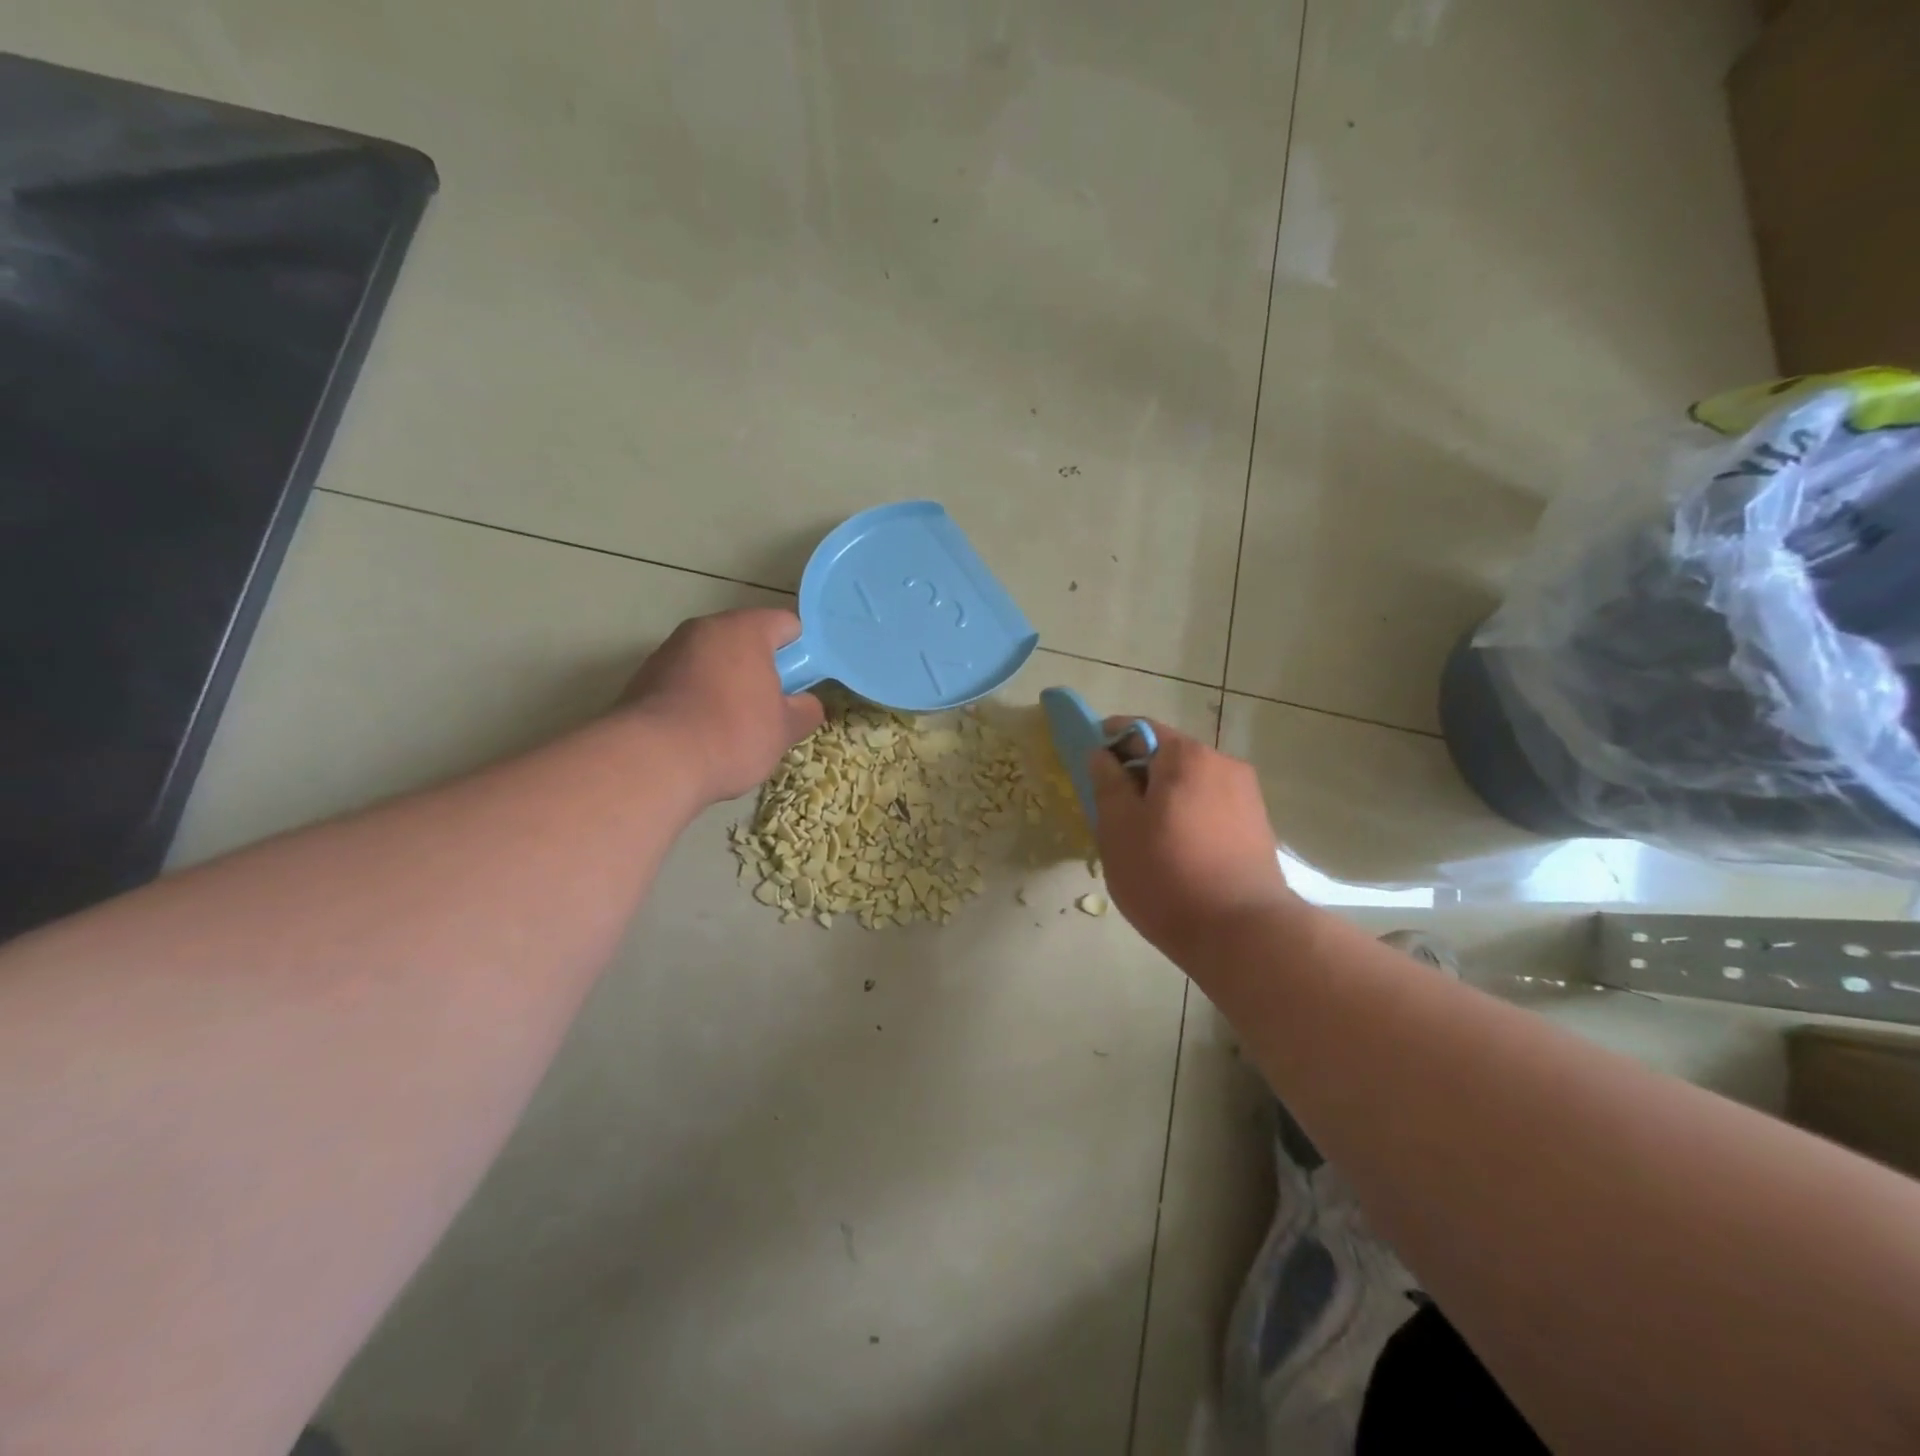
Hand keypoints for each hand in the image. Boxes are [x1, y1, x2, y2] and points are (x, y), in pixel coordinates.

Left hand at [621, 609, 824, 803]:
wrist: (653, 761)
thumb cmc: (732, 734)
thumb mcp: (784, 729)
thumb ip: (804, 710)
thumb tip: (805, 703)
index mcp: (744, 630)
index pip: (786, 624)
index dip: (802, 651)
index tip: (803, 684)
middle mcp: (703, 630)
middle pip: (745, 640)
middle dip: (762, 670)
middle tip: (772, 708)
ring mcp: (668, 652)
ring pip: (712, 661)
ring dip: (728, 685)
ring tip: (734, 728)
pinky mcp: (643, 680)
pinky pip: (685, 682)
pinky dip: (698, 700)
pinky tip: (701, 735)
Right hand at [1088, 722, 1300, 963]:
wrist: (1243, 933)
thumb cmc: (1167, 875)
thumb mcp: (1118, 829)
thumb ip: (1106, 783)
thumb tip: (1102, 755)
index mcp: (1187, 756)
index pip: (1139, 728)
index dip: (1109, 740)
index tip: (1091, 766)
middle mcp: (1223, 764)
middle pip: (1168, 757)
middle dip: (1138, 775)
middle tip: (1112, 811)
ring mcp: (1247, 796)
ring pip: (1190, 785)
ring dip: (1164, 799)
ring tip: (1145, 839)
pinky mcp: (1258, 828)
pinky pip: (1211, 808)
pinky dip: (1188, 818)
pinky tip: (1177, 854)